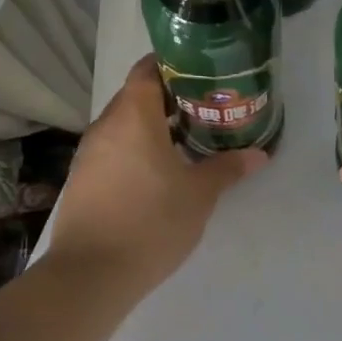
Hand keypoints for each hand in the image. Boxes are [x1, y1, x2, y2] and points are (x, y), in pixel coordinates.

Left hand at [44, 56, 268, 294]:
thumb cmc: (151, 222)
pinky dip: (135, 148)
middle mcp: (106, 126)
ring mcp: (89, 154)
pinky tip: (158, 170)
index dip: (172, 65)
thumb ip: (227, 168)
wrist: (90, 274)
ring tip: (186, 138)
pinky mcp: (82, 179)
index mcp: (133, 117)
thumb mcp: (199, 195)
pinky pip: (113, 148)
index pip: (147, 70)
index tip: (201, 73)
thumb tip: (259, 154)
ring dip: (151, 125)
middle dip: (168, 97)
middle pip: (135, 96)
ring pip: (123, 124)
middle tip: (204, 106)